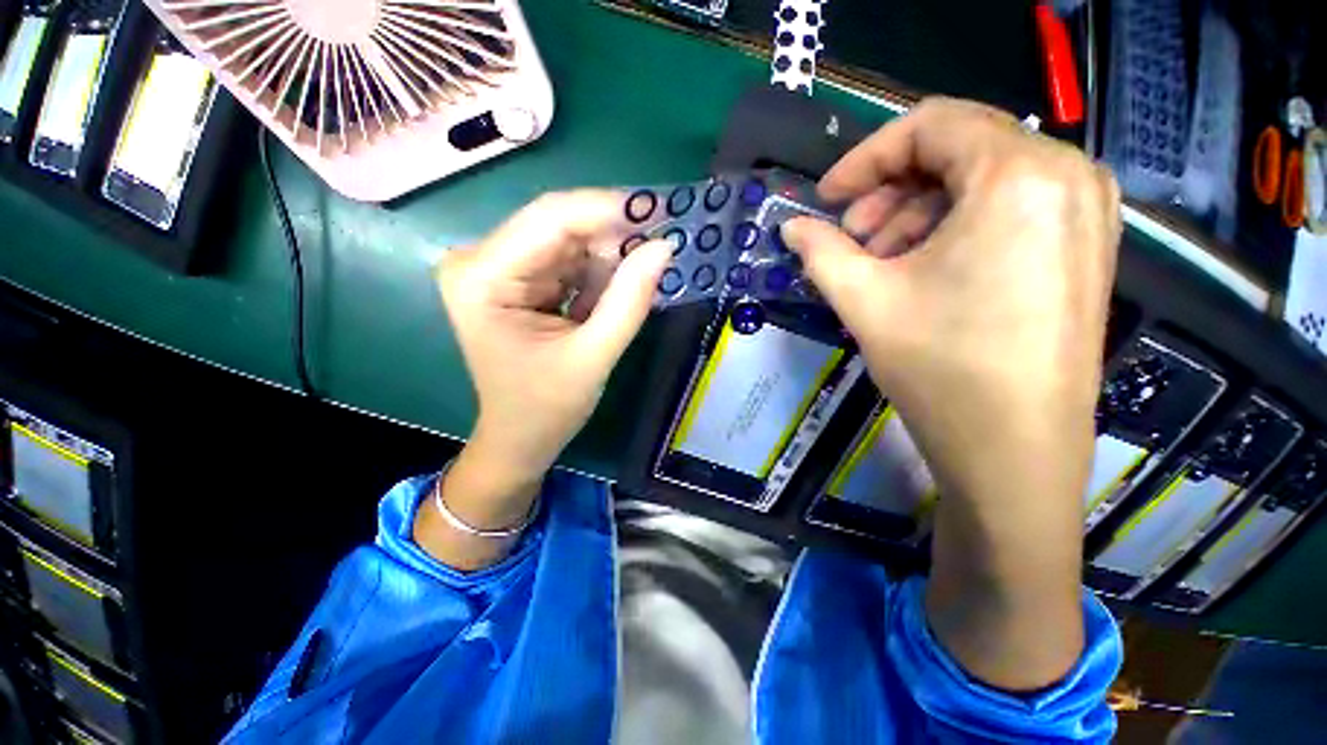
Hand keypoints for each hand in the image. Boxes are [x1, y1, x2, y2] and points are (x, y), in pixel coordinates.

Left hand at [421, 191, 669, 568]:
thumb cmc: (547, 407)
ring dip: (607, 257)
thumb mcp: (594, 356)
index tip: (659, 211)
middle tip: (658, 247)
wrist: (521, 436)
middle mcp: (480, 260)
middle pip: (557, 225)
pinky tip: (611, 296)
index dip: (607, 209)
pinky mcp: (516, 279)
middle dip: (611, 236)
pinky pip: (566, 260)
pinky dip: (597, 273)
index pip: (549, 219)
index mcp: (482, 278)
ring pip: (567, 240)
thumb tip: (663, 247)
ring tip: (635, 284)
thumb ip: (629, 301)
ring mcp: (496, 267)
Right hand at [782, 98, 1120, 688]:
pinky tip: (905, 281)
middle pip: (946, 153)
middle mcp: (1055, 186)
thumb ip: (825, 252)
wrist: (1016, 468)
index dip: (865, 156)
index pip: (929, 124)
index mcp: (1019, 182)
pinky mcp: (1056, 261)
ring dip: (903, 222)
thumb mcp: (870, 302)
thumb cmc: (947, 381)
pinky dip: (932, 240)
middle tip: (838, 243)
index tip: (821, 202)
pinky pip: (980, 222)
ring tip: (866, 269)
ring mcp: (1065, 223)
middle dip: (881, 193)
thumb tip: (785, 227)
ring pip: (963, 189)